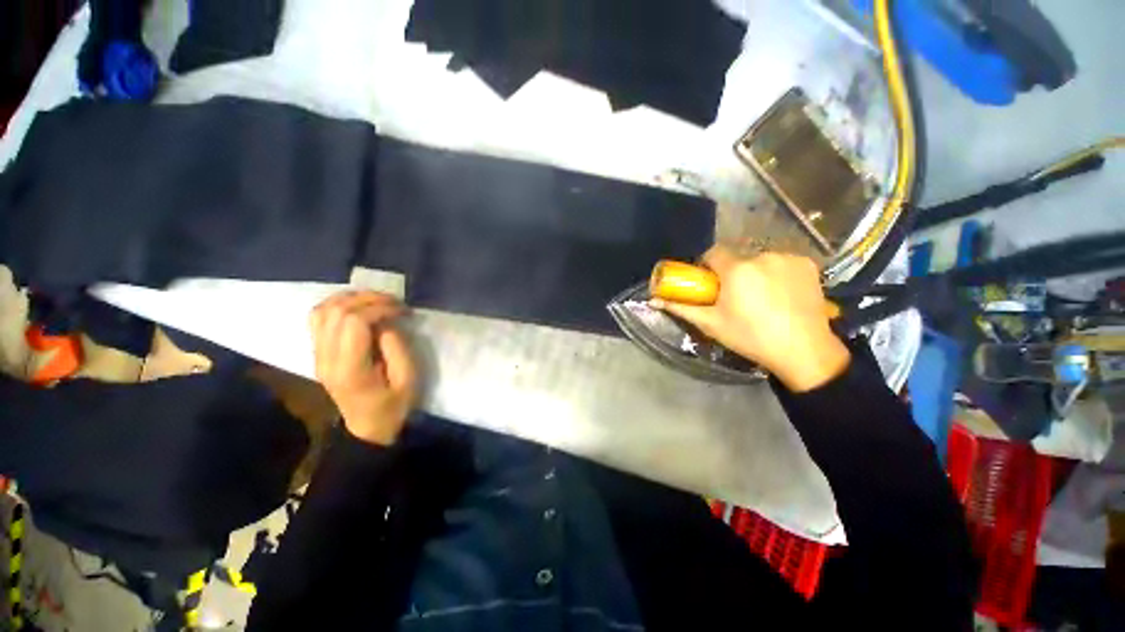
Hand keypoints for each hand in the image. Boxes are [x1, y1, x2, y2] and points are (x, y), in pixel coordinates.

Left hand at [310, 291, 417, 444]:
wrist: (367, 428)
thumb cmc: (393, 406)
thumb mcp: (408, 380)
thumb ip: (397, 348)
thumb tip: (386, 322)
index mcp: (350, 369)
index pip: (354, 322)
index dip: (380, 308)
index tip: (403, 311)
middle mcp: (326, 358)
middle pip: (337, 311)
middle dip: (369, 299)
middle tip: (395, 302)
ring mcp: (317, 355)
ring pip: (322, 310)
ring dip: (351, 298)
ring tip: (377, 301)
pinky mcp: (318, 353)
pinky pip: (318, 318)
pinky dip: (337, 305)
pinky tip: (357, 307)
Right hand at [652, 246, 850, 391]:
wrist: (804, 350)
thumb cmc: (751, 337)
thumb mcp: (711, 324)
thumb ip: (682, 308)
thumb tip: (655, 300)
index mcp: (736, 269)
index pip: (713, 253)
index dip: (708, 266)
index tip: (710, 282)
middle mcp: (762, 256)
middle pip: (737, 257)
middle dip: (732, 271)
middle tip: (735, 295)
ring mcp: (788, 258)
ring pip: (760, 259)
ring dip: (756, 271)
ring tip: (762, 297)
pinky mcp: (808, 264)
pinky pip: (782, 262)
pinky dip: (778, 272)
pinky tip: (782, 293)